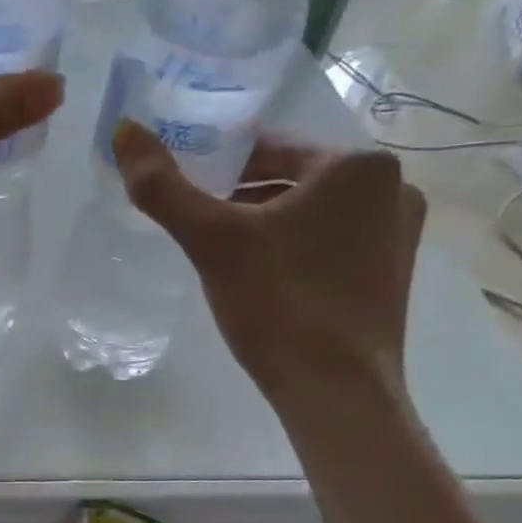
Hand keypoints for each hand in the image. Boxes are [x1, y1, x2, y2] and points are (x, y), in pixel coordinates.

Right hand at [111, 122, 425, 413]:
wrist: (337, 392)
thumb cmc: (278, 304)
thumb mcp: (211, 240)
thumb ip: (163, 186)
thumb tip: (123, 130)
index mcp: (357, 165)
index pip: (266, 146)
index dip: (214, 166)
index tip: (180, 190)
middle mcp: (392, 187)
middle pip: (287, 177)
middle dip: (236, 196)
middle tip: (194, 225)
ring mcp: (398, 231)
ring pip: (307, 210)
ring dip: (261, 221)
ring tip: (219, 253)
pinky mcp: (392, 270)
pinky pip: (327, 239)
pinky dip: (290, 246)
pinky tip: (259, 277)